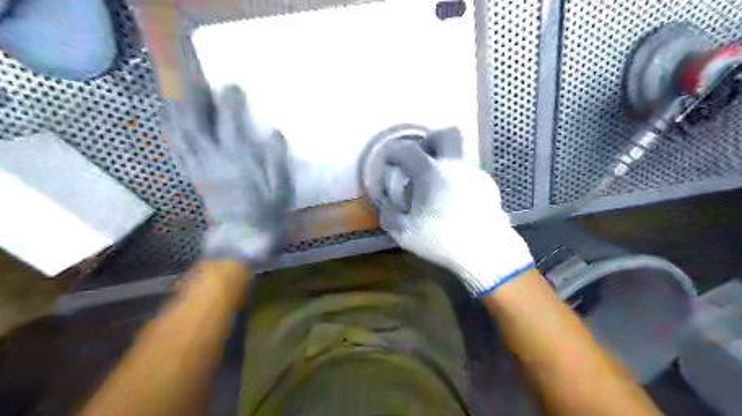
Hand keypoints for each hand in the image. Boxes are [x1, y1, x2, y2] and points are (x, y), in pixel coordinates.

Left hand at [164, 83, 292, 262]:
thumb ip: (277, 159)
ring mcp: (199, 167)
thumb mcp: (281, 188)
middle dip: (193, 98)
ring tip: (175, 95)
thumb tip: (274, 133)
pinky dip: (171, 133)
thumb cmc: (265, 213)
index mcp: (238, 159)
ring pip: (180, 134)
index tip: (232, 86)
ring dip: (176, 112)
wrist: (241, 237)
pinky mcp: (193, 177)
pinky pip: (177, 150)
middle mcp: (213, 158)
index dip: (230, 101)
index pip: (230, 122)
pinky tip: (169, 125)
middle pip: (195, 121)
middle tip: (193, 79)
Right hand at [379, 129, 530, 295]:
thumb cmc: (442, 240)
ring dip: (444, 163)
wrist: (486, 251)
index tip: (389, 161)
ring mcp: (474, 174)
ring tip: (436, 188)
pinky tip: (455, 200)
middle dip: (430, 140)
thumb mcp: (405, 233)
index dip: (394, 152)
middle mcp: (455, 166)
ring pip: (459, 154)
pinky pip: (468, 172)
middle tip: (421, 159)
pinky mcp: (488, 186)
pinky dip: (457, 178)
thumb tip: (387, 205)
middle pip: (446, 134)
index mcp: (431, 173)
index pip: (408, 150)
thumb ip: (389, 215)